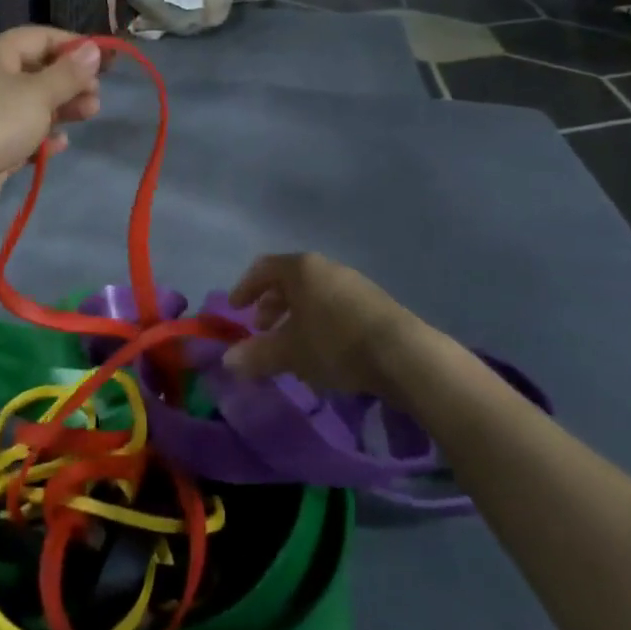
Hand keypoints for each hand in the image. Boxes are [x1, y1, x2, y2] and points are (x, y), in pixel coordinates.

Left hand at [0, 27, 102, 223]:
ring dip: (62, 109)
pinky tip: (60, 144)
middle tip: (97, 96)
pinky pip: (22, 134)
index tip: (104, 61)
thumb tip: (93, 49)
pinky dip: (42, 136)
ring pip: (32, 104)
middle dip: (71, 82)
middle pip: (38, 72)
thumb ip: (69, 73)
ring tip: (89, 115)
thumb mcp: (40, 93)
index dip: (73, 46)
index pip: (40, 38)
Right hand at [221, 252, 432, 396]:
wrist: (403, 354)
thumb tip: (227, 361)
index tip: (235, 310)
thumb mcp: (290, 352)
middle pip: (289, 280)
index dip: (245, 288)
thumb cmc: (335, 343)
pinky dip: (318, 322)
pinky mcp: (374, 303)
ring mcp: (353, 283)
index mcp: (301, 268)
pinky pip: (334, 306)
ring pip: (313, 295)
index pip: (263, 268)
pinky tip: (322, 351)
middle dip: (271, 305)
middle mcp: (326, 268)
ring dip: (295, 316)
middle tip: (261, 330)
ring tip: (291, 345)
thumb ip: (256, 355)